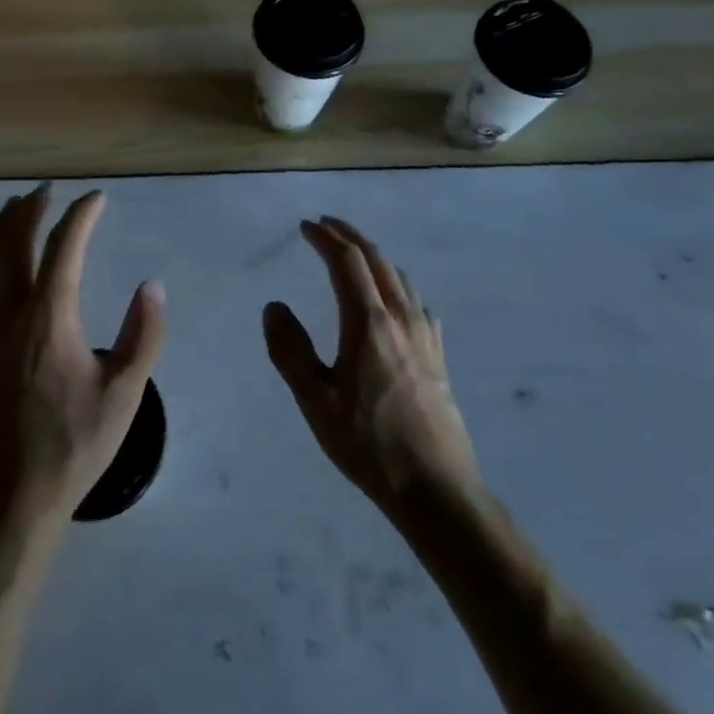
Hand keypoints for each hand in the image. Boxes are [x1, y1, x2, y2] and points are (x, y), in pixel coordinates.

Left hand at [0, 185, 165, 534]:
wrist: (11, 496)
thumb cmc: (74, 444)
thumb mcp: (125, 393)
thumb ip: (144, 334)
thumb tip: (151, 287)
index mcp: (49, 316)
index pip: (64, 246)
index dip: (81, 215)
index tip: (97, 198)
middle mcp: (10, 311)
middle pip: (15, 241)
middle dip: (31, 208)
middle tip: (47, 189)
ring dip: (3, 227)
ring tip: (15, 207)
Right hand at [264, 217, 482, 512]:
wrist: (436, 488)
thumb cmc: (368, 443)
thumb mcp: (314, 400)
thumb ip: (289, 349)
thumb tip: (274, 306)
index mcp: (368, 322)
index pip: (347, 261)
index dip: (325, 238)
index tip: (305, 226)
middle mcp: (400, 317)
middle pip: (377, 259)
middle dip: (350, 236)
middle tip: (326, 225)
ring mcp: (425, 335)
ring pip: (400, 277)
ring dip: (374, 256)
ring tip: (354, 255)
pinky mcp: (438, 356)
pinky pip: (417, 301)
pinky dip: (397, 283)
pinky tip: (394, 299)